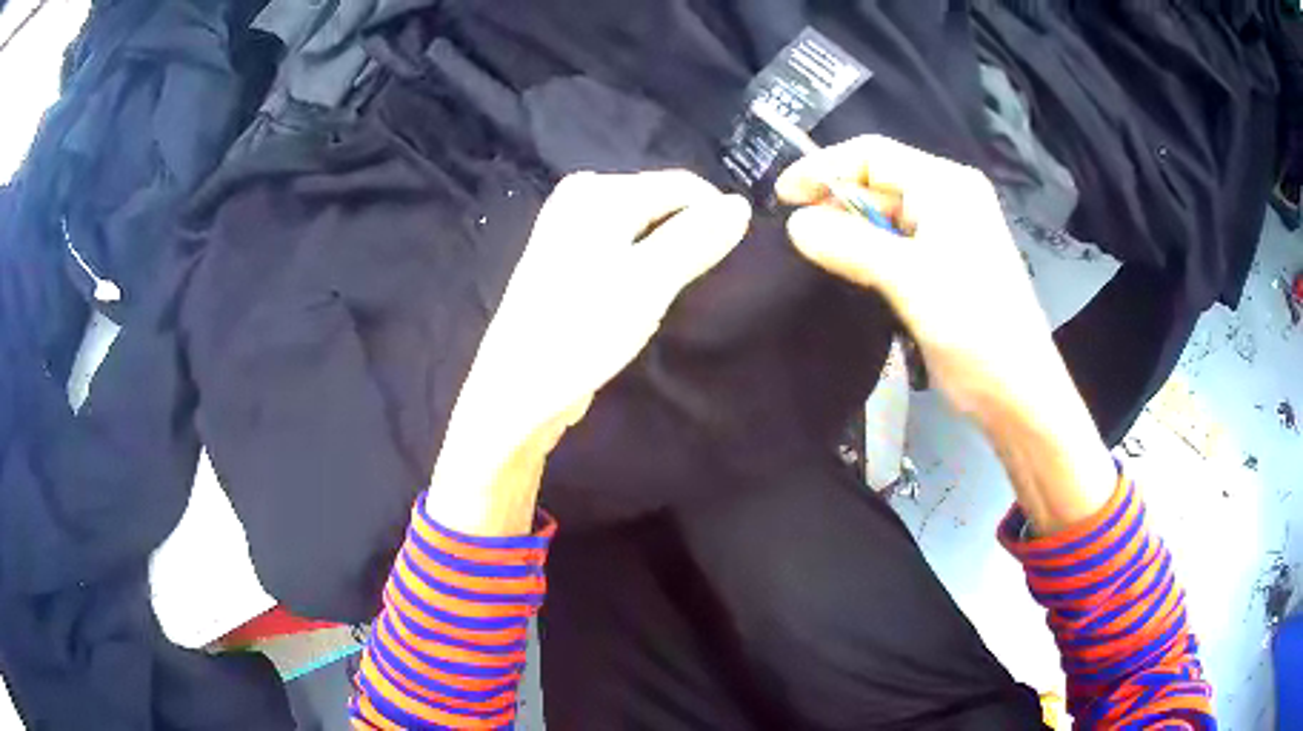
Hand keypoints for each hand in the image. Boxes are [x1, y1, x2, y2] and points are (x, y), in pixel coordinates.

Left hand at [428, 170, 751, 533]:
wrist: (516, 392)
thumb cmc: (582, 332)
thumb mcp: (647, 282)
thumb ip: (694, 239)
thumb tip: (740, 204)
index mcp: (598, 193)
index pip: (679, 185)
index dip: (714, 216)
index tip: (735, 257)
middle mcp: (581, 199)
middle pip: (659, 203)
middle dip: (689, 234)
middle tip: (701, 279)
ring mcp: (569, 230)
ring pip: (643, 229)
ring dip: (668, 254)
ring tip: (676, 291)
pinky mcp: (567, 262)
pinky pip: (623, 248)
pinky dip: (644, 266)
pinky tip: (646, 296)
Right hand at [776, 135, 1056, 424]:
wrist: (1014, 390)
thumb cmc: (973, 324)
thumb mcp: (910, 278)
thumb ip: (850, 245)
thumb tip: (794, 225)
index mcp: (945, 185)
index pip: (872, 155)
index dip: (823, 168)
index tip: (783, 197)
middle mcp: (946, 199)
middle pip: (876, 183)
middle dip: (834, 201)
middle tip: (794, 234)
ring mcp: (944, 234)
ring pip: (882, 217)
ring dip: (847, 230)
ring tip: (810, 252)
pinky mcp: (939, 267)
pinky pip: (892, 245)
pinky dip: (865, 253)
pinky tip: (842, 270)